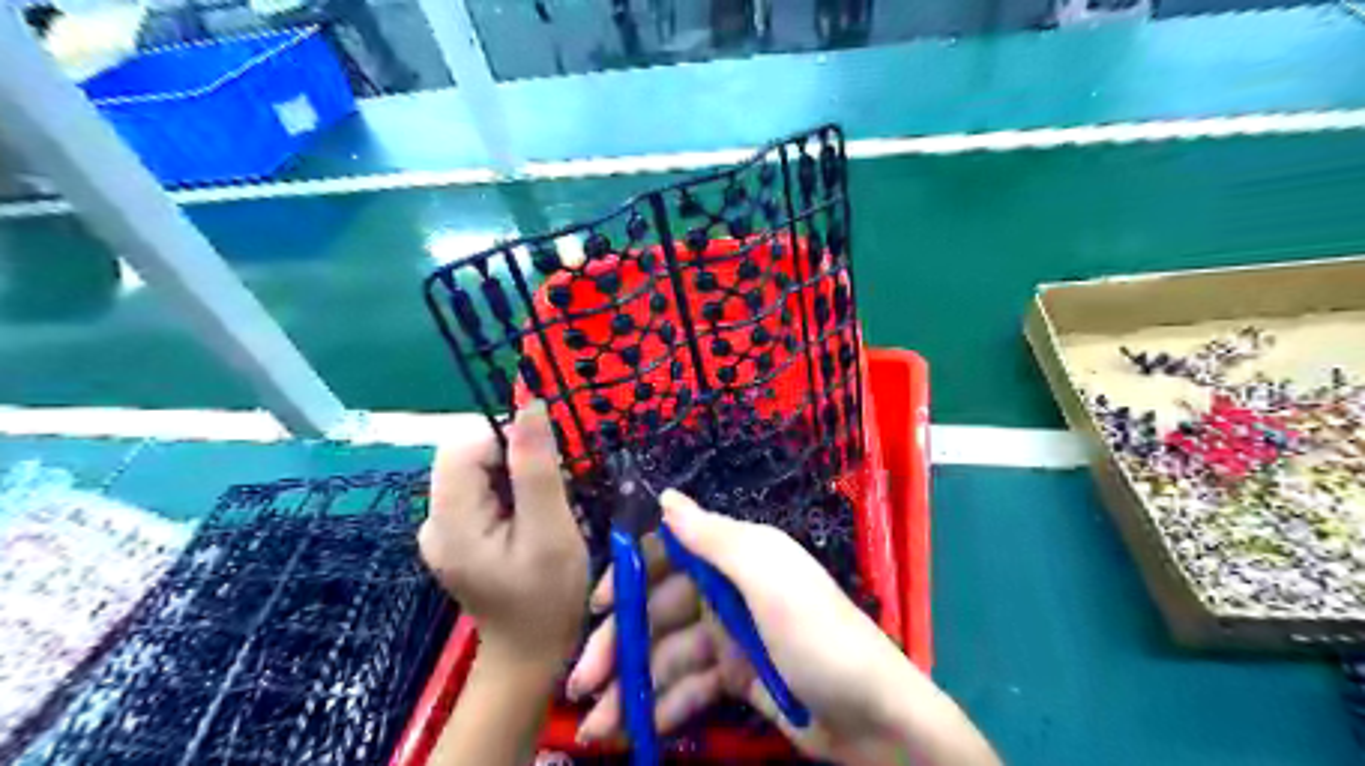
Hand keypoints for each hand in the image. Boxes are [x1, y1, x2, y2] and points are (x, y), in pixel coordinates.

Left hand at [422, 405, 592, 661]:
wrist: (530, 655)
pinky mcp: (457, 534)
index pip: (465, 447)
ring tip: (547, 509)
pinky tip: (532, 519)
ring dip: (517, 476)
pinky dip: (512, 492)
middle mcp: (434, 520)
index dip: (508, 441)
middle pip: (469, 456)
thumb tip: (529, 403)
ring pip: (479, 470)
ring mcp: (443, 529)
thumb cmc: (548, 598)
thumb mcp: (551, 532)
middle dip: (516, 460)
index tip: (550, 466)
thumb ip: (537, 468)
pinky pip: (482, 491)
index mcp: (450, 521)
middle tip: (555, 491)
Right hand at [561, 490, 999, 765]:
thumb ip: (715, 538)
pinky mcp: (737, 678)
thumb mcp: (769, 580)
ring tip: (596, 727)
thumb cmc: (819, 637)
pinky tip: (636, 733)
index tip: (597, 605)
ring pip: (668, 655)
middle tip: (582, 682)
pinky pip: (688, 687)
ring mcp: (732, 637)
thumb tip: (665, 497)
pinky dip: (662, 707)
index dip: (632, 574)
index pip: (672, 552)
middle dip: (621, 644)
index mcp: (738, 555)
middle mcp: (730, 589)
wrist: (874, 720)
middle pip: (661, 610)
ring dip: (632, 687)